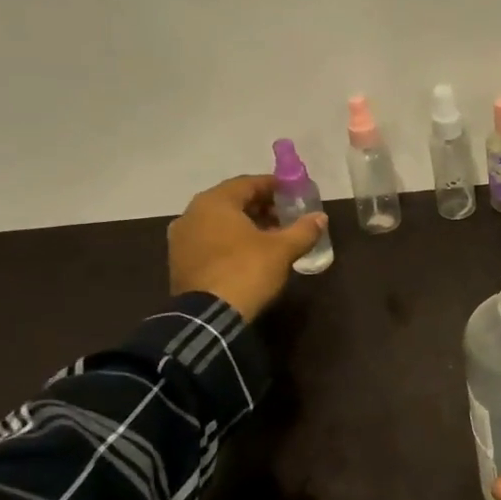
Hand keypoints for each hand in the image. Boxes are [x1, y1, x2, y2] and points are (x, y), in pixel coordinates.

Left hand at [167, 175, 327, 322]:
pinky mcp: (179, 261)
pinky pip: (209, 241)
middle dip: (260, 207)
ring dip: (245, 225)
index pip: (248, 183)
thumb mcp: (282, 249)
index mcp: (214, 202)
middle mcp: (192, 214)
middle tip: (285, 217)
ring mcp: (181, 239)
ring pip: (219, 222)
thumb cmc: (246, 271)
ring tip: (271, 237)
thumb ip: (303, 230)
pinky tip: (249, 254)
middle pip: (232, 202)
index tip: (293, 194)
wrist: (208, 316)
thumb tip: (321, 217)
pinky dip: (230, 241)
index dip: (274, 186)